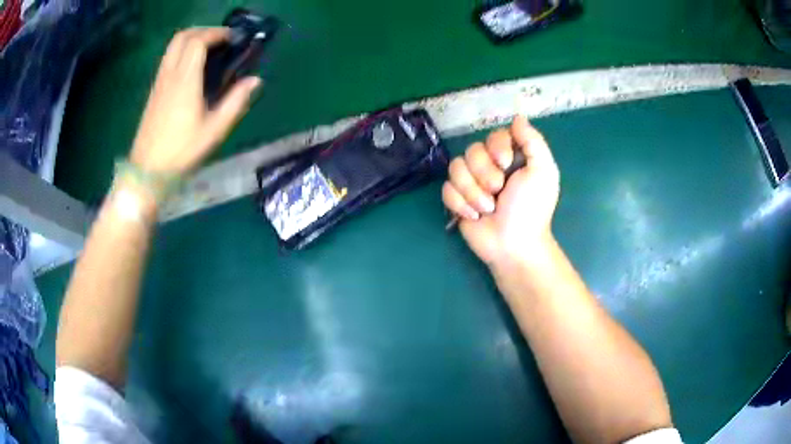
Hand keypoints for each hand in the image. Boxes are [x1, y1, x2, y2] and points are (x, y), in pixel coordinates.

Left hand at [130, 27, 261, 174]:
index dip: (217, 34)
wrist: (148, 170)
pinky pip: (168, 59)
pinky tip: (193, 68)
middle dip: (204, 31)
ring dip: (192, 39)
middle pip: (183, 36)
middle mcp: (170, 74)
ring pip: (173, 46)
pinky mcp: (155, 90)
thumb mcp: (214, 130)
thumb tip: (255, 80)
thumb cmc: (182, 151)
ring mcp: (159, 81)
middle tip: (221, 40)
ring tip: (209, 50)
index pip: (198, 41)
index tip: (233, 39)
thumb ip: (236, 101)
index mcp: (185, 80)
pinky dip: (182, 52)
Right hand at [442, 116, 559, 269]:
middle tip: (498, 192)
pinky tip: (474, 216)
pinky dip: (460, 204)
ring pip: (456, 169)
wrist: (513, 245)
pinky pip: (446, 190)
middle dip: (484, 174)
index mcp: (511, 157)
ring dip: (472, 192)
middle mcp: (489, 166)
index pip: (493, 136)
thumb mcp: (543, 172)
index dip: (496, 148)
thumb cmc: (531, 209)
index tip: (506, 165)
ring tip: (487, 209)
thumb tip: (517, 117)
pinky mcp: (457, 199)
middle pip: (471, 151)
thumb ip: (533, 142)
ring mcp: (471, 183)